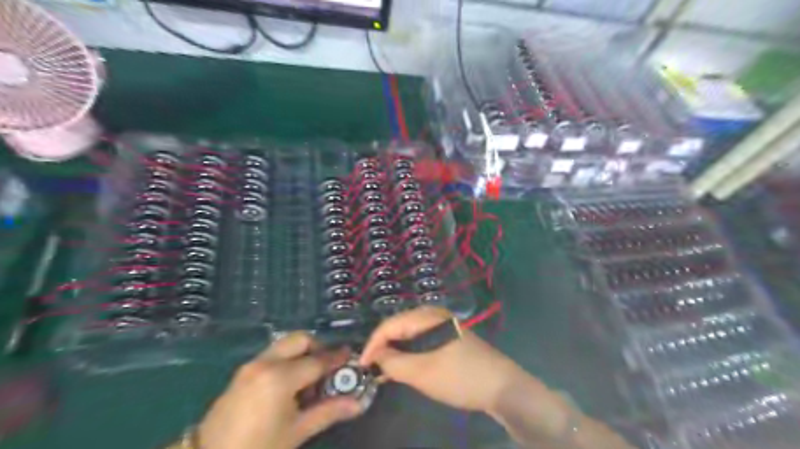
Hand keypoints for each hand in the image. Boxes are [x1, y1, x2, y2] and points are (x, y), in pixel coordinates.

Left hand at [201, 332, 362, 448]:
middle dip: (318, 348)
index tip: (351, 357)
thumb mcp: (296, 432)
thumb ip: (329, 412)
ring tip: (309, 380)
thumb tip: (358, 403)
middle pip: (300, 340)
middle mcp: (266, 363)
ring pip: (285, 345)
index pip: (318, 361)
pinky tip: (289, 385)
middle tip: (328, 368)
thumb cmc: (258, 448)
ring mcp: (251, 365)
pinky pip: (272, 355)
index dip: (337, 359)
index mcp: (280, 377)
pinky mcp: (242, 372)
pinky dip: (287, 360)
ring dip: (302, 354)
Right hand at [362, 306, 526, 415]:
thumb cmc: (461, 377)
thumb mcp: (423, 373)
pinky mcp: (448, 339)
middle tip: (371, 369)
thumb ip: (394, 363)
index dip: (372, 344)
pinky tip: (405, 366)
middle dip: (383, 346)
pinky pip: (421, 341)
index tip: (362, 366)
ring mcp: (442, 326)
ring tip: (384, 370)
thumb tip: (375, 357)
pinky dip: (409, 353)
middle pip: (399, 326)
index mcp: (427, 316)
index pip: (390, 325)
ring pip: (410, 335)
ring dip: (395, 351)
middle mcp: (433, 315)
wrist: (503, 387)